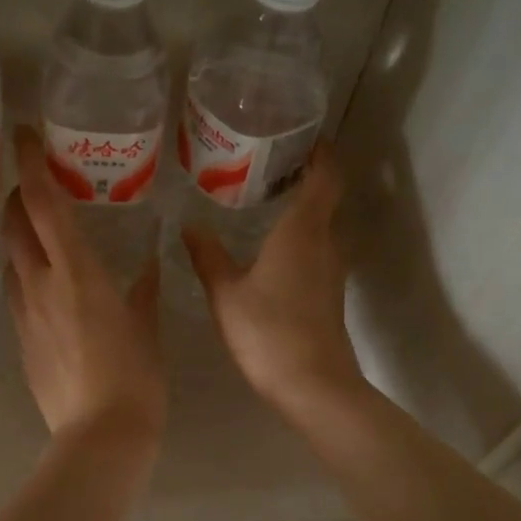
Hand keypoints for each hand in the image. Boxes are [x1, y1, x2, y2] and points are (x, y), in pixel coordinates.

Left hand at [3, 126, 166, 444]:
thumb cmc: (135, 376)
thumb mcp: (147, 326)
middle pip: (13, 224)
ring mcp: (24, 313)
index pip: (43, 203)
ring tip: (39, 233)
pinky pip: (15, 293)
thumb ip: (144, 290)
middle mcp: (41, 283)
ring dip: (18, 237)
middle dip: (18, 196)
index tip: (24, 135)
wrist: (100, 434)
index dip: (30, 164)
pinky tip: (46, 286)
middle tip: (34, 185)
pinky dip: (25, 275)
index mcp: (77, 271)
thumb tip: (149, 266)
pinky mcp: (19, 340)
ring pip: (10, 259)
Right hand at [183, 149, 364, 416]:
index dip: (320, 152)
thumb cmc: (267, 331)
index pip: (325, 176)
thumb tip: (189, 225)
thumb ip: (208, 255)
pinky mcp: (329, 293)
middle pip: (325, 197)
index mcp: (303, 230)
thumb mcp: (226, 293)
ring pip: (322, 225)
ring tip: (264, 200)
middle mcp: (325, 242)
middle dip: (304, 176)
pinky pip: (317, 250)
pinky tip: (271, 248)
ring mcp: (332, 269)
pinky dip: (300, 237)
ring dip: (302, 209)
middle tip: (267, 164)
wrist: (312, 384)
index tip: (301, 136)